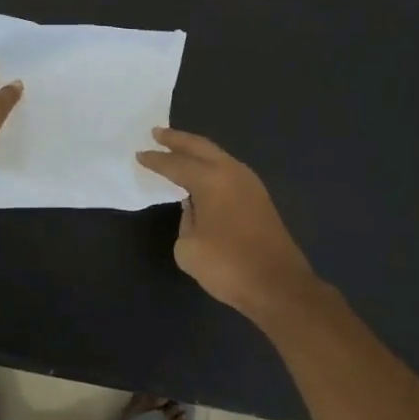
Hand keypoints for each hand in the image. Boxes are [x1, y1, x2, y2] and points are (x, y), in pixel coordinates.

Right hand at [137, 128, 324, 324]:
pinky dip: (211, 165)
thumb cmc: (228, 266)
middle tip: (157, 132)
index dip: (156, 160)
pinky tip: (202, 174)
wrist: (279, 286)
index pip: (176, 164)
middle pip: (201, 147)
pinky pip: (228, 170)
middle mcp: (232, 173)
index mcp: (211, 180)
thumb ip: (186, 220)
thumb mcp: (188, 247)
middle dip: (178, 139)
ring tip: (178, 149)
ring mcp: (250, 184)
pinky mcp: (260, 199)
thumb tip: (195, 208)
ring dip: (197, 151)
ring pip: (218, 156)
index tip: (139, 154)